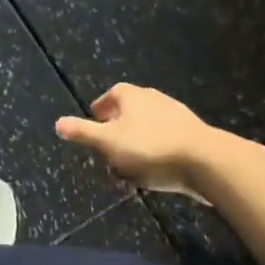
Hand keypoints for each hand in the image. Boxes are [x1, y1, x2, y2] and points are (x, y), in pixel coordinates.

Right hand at [56, 83, 261, 196]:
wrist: (206, 161)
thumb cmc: (150, 148)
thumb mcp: (108, 142)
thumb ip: (83, 132)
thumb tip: (57, 123)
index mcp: (130, 95)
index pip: (109, 96)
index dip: (100, 110)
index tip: (95, 124)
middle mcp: (152, 97)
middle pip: (128, 111)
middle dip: (117, 128)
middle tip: (108, 148)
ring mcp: (175, 113)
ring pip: (147, 126)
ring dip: (137, 141)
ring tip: (130, 163)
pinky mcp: (192, 133)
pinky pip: (165, 139)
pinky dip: (156, 149)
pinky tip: (155, 168)